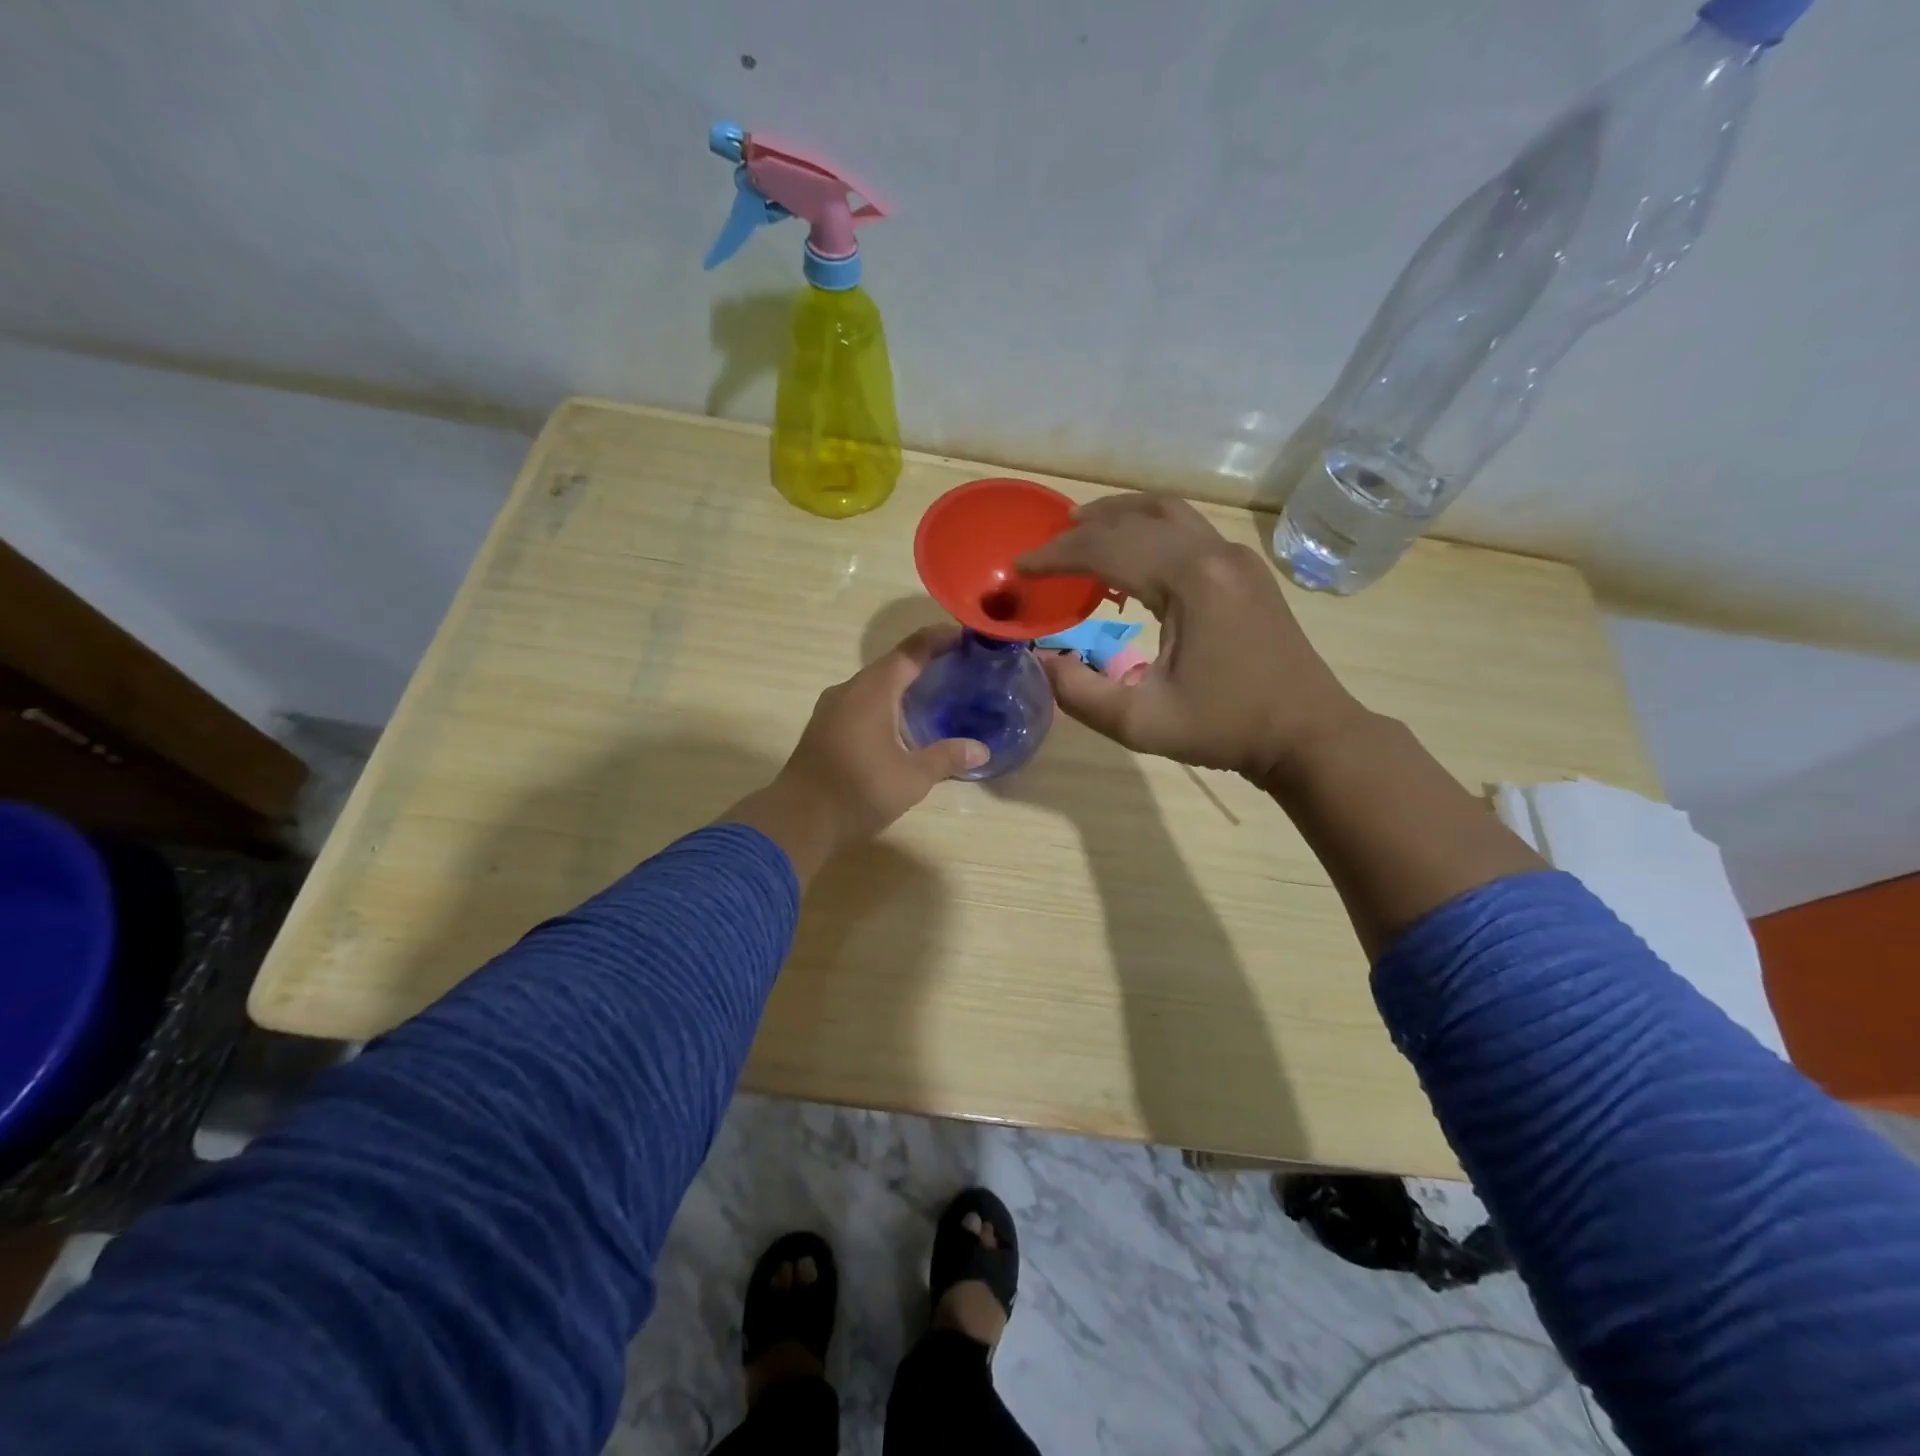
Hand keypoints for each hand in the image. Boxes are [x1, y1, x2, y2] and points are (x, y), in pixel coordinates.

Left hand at [724, 628, 987, 881]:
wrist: (798, 820)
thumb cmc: (858, 791)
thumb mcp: (911, 778)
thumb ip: (947, 758)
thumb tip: (982, 749)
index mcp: (872, 691)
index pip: (910, 651)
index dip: (937, 639)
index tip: (964, 634)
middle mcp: (849, 690)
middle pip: (891, 665)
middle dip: (923, 661)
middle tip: (957, 664)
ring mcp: (831, 709)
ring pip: (873, 684)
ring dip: (902, 683)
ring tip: (934, 690)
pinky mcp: (824, 728)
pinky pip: (861, 702)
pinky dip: (886, 701)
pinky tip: (901, 720)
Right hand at [1017, 493, 1364, 783]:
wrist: (1307, 732)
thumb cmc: (1225, 728)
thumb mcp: (1140, 722)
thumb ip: (1079, 692)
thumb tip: (1041, 660)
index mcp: (1190, 581)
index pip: (1107, 548)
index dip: (1056, 556)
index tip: (1019, 568)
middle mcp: (1214, 553)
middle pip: (1135, 519)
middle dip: (1082, 530)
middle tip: (1043, 549)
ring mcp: (1236, 557)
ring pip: (1167, 512)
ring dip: (1118, 516)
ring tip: (1079, 530)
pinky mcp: (1245, 570)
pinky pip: (1187, 530)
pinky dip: (1148, 531)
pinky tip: (1130, 559)